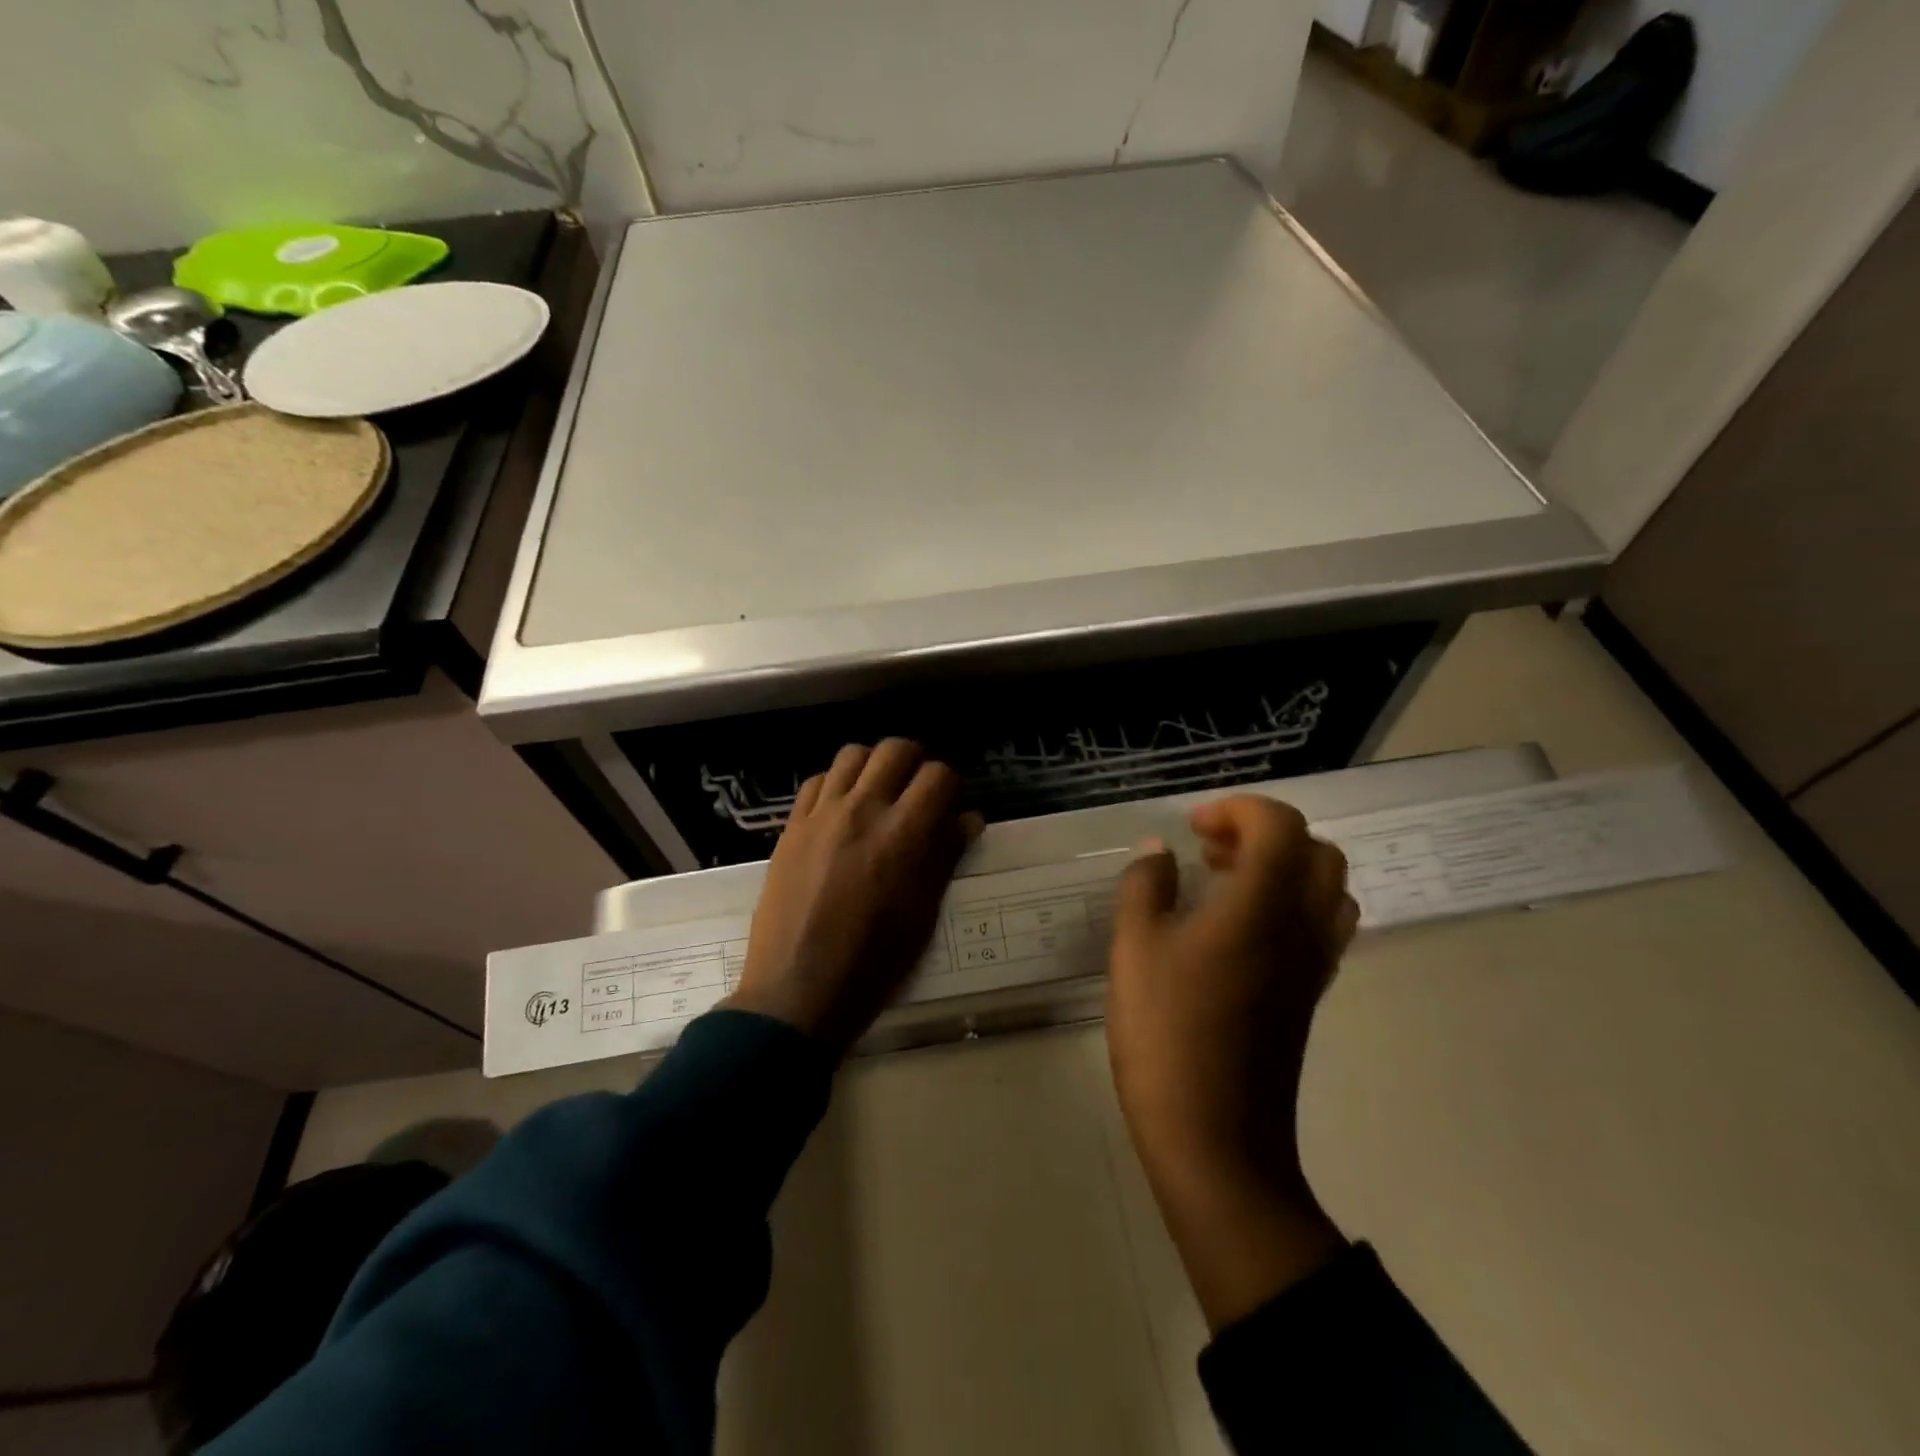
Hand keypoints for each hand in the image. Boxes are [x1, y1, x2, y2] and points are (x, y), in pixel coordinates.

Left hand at [726, 740, 979, 1053]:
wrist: (797, 989)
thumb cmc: (873, 962)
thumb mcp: (922, 914)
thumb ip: (945, 857)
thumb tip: (968, 819)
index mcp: (903, 834)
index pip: (938, 775)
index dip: (951, 784)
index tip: (949, 804)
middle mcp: (862, 810)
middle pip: (895, 750)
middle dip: (916, 762)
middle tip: (918, 790)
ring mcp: (821, 815)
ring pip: (852, 755)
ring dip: (874, 766)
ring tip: (879, 793)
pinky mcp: (791, 827)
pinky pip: (816, 781)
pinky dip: (836, 783)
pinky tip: (842, 808)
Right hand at [1106, 795, 1358, 1329]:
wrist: (1216, 1140)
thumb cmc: (1167, 1035)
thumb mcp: (1134, 950)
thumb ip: (1145, 888)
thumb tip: (1159, 853)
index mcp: (1262, 906)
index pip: (1280, 825)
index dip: (1238, 810)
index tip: (1193, 831)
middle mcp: (1303, 927)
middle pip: (1316, 852)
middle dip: (1264, 834)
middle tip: (1210, 852)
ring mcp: (1314, 965)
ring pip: (1327, 890)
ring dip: (1282, 869)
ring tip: (1224, 885)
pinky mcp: (1309, 996)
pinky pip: (1320, 927)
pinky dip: (1288, 906)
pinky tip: (1236, 931)